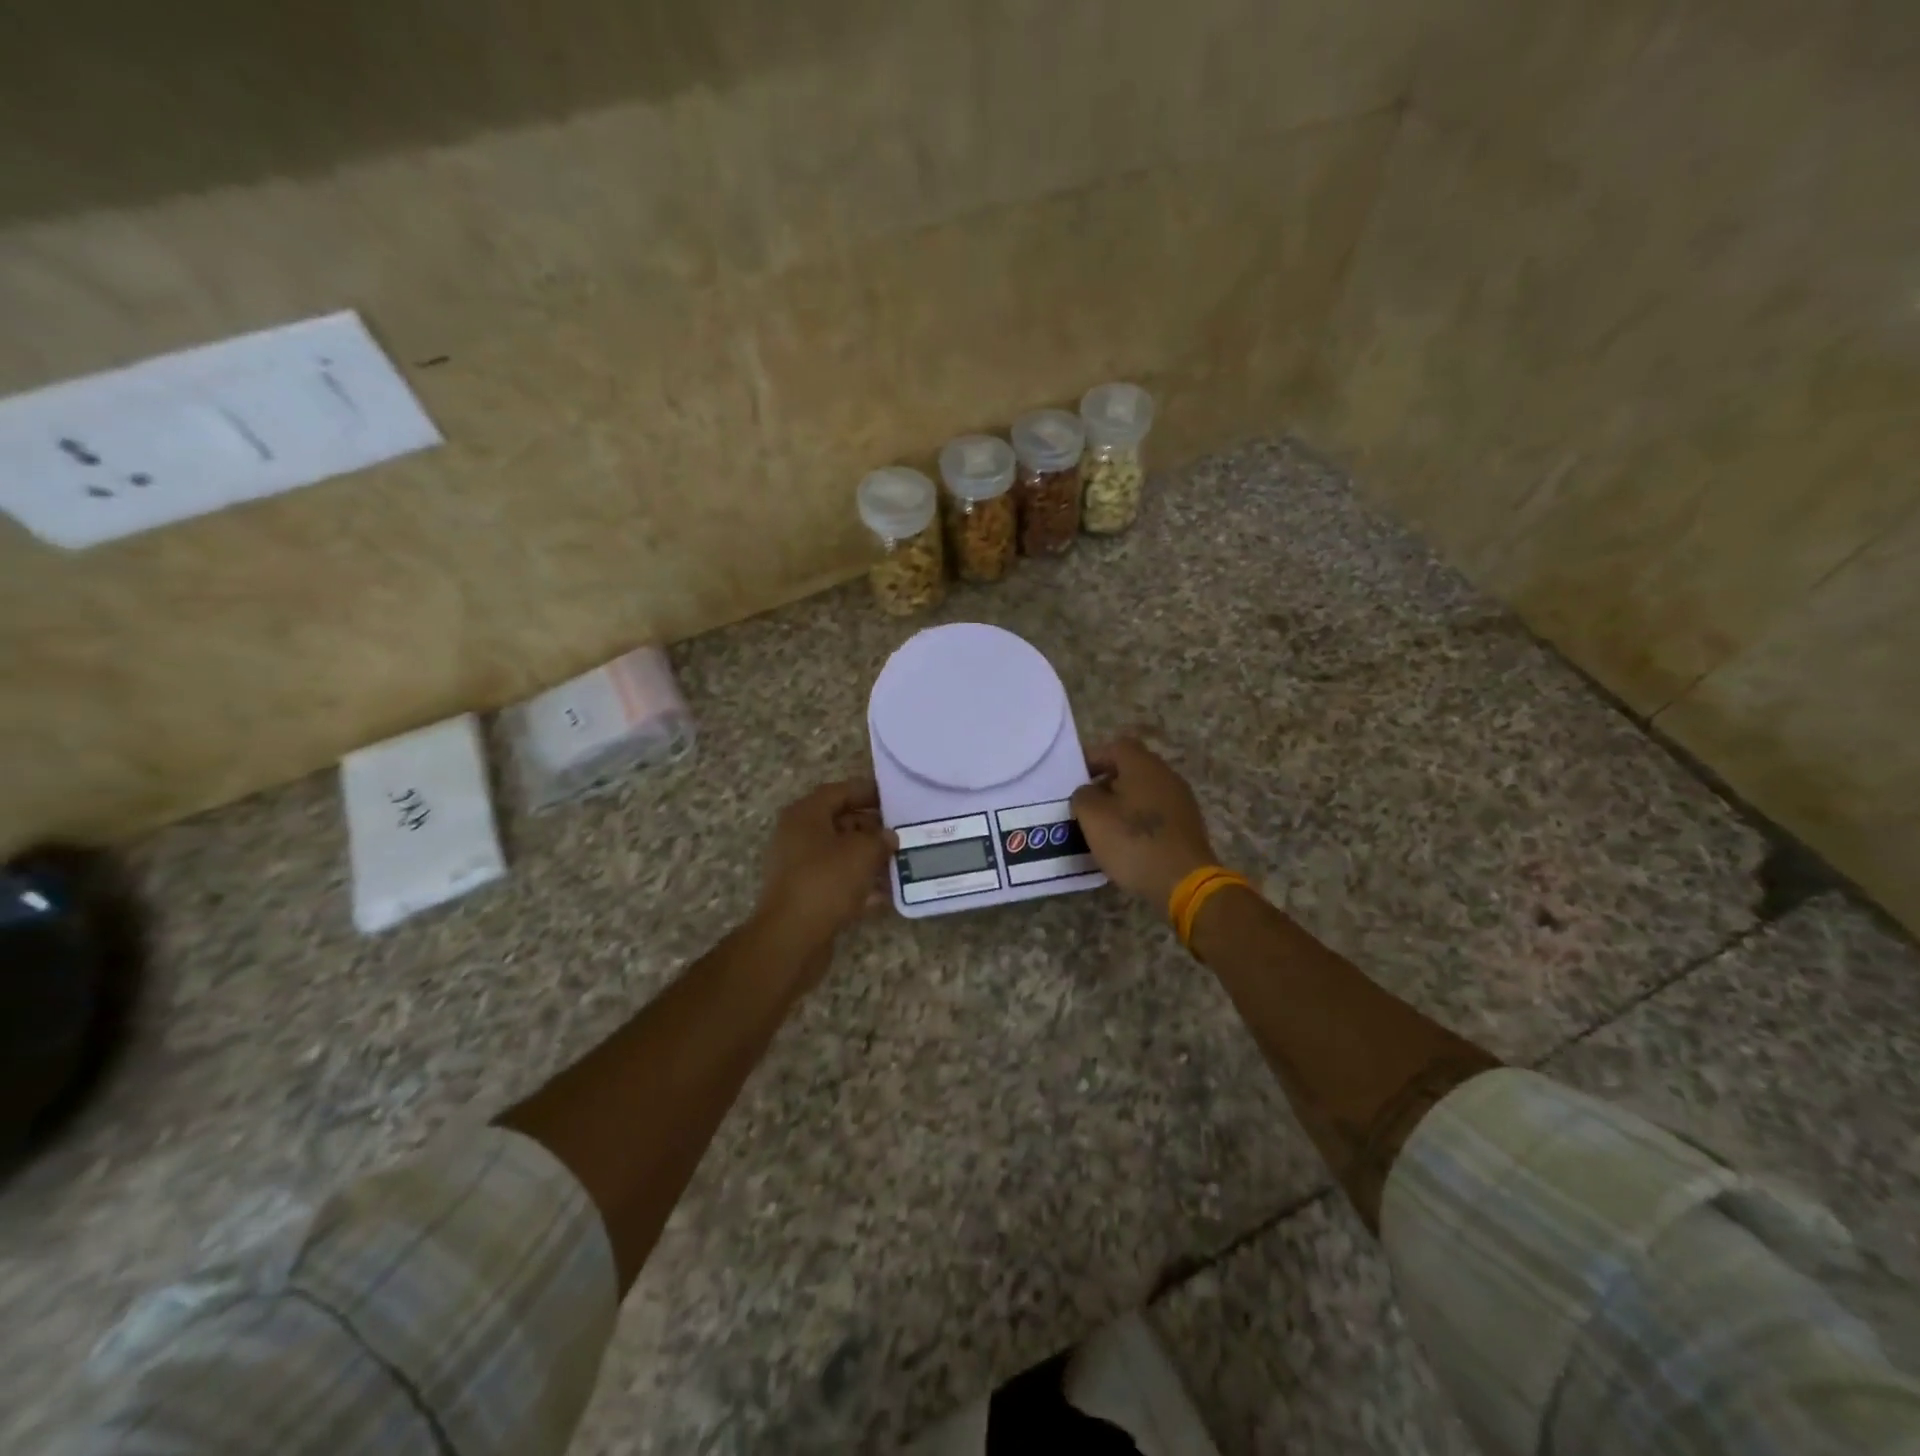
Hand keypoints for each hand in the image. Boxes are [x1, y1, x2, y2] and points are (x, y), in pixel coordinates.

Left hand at [755, 778, 897, 950]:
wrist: (790, 938)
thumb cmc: (825, 882)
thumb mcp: (861, 852)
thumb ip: (880, 839)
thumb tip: (888, 837)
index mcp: (805, 815)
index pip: (839, 792)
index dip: (867, 792)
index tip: (894, 799)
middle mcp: (797, 836)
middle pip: (839, 822)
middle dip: (871, 828)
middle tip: (900, 834)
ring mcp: (798, 867)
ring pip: (839, 853)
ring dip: (868, 857)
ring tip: (898, 862)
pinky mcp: (804, 895)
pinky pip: (836, 880)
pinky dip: (858, 883)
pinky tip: (885, 894)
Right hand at [1071, 736, 1219, 910]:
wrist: (1183, 881)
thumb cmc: (1133, 841)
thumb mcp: (1093, 816)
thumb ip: (1083, 796)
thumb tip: (1089, 792)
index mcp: (1143, 765)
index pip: (1116, 746)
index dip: (1094, 758)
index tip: (1076, 778)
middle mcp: (1166, 775)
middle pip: (1131, 769)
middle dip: (1107, 783)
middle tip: (1087, 805)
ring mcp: (1181, 801)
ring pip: (1144, 792)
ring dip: (1123, 804)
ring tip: (1103, 827)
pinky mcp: (1188, 825)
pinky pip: (1156, 813)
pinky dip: (1139, 821)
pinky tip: (1127, 843)